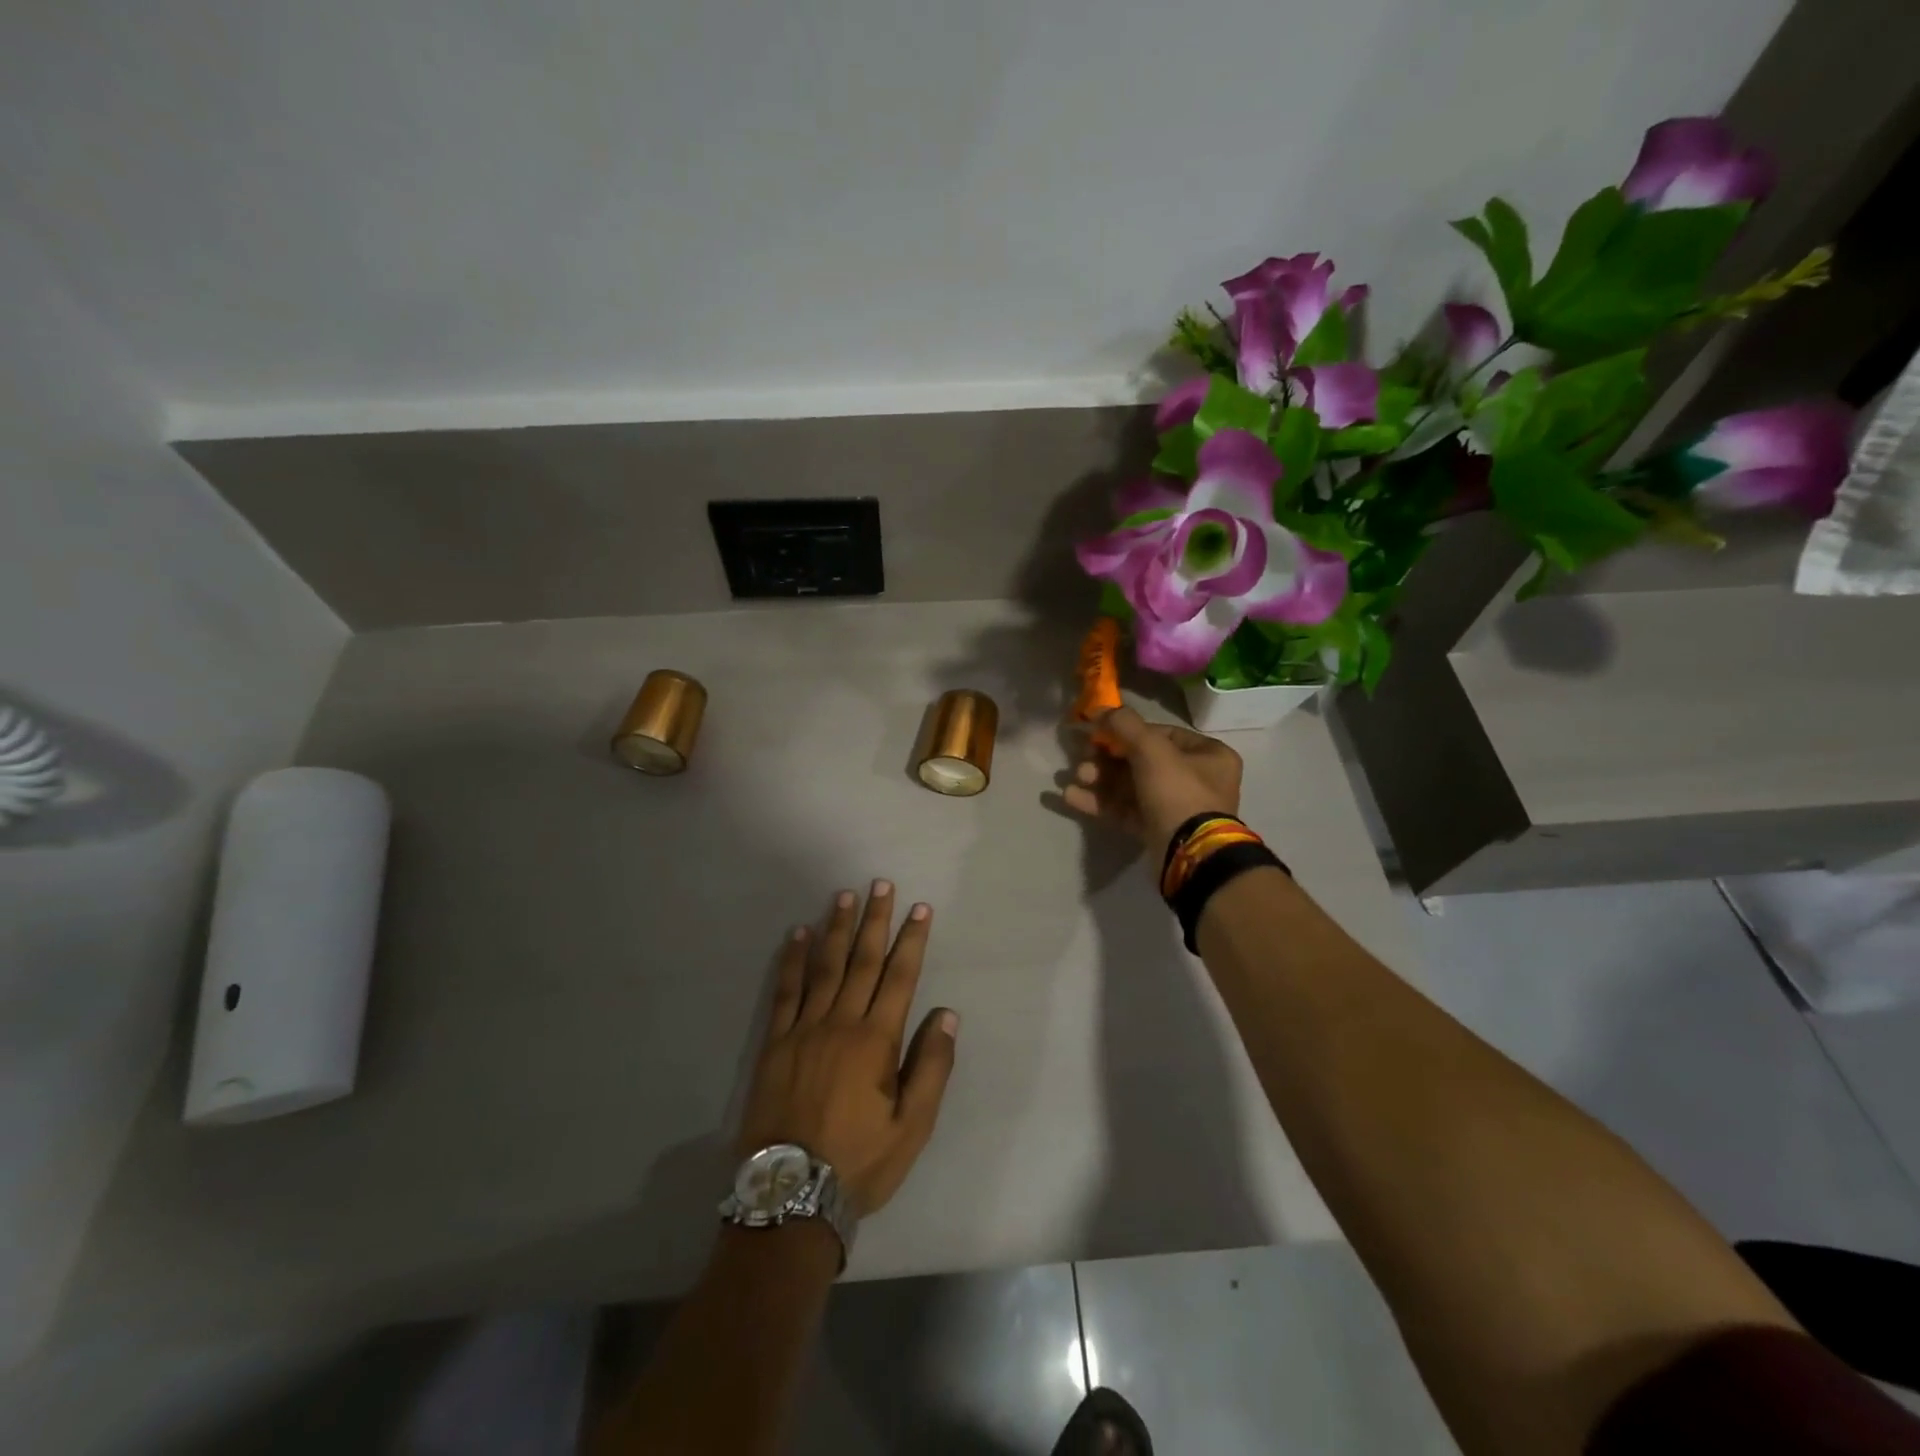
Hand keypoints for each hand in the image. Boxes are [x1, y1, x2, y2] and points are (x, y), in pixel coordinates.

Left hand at [739, 881, 958, 1218]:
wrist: (789, 1194)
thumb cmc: (859, 1162)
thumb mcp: (912, 1127)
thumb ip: (931, 1067)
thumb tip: (947, 1015)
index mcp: (876, 1040)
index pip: (900, 977)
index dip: (912, 940)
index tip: (920, 908)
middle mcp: (841, 1023)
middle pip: (863, 961)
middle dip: (875, 920)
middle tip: (880, 884)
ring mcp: (804, 1029)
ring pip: (824, 967)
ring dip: (836, 929)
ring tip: (843, 896)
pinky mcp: (775, 1042)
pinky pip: (785, 991)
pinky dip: (792, 960)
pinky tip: (797, 935)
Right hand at [1063, 706, 1243, 859]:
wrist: (1190, 855)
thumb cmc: (1178, 793)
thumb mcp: (1152, 750)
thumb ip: (1124, 725)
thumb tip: (1100, 708)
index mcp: (1207, 755)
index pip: (1161, 734)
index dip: (1126, 731)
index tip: (1098, 733)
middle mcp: (1195, 779)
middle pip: (1141, 760)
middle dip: (1106, 759)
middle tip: (1082, 759)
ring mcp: (1174, 807)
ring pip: (1130, 786)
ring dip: (1099, 780)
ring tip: (1075, 778)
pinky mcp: (1155, 830)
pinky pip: (1125, 810)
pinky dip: (1100, 802)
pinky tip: (1071, 797)